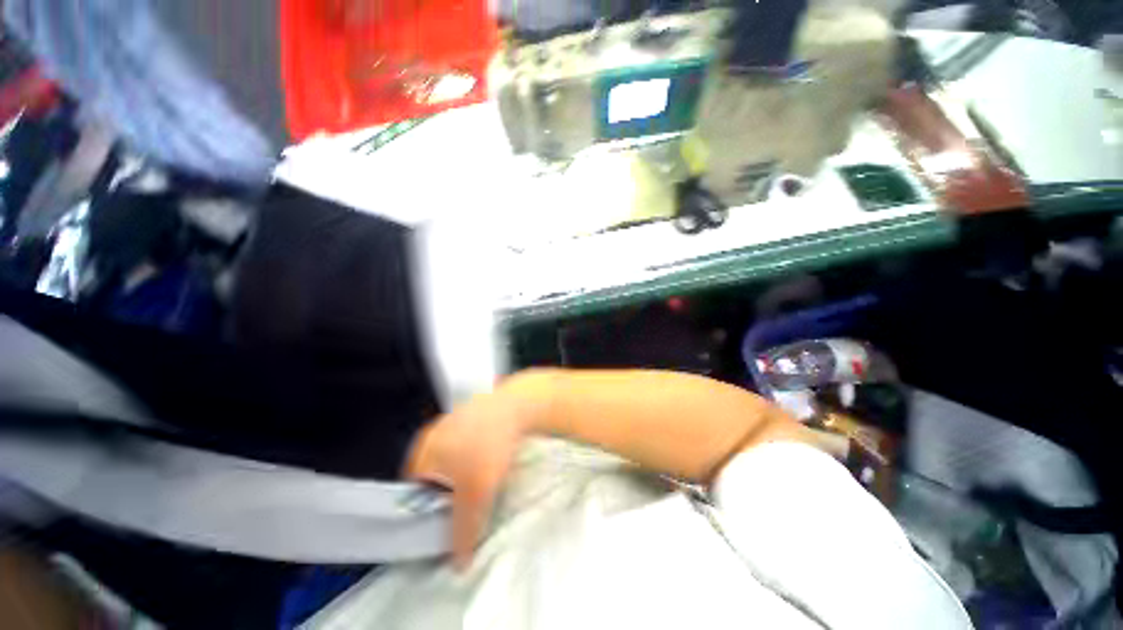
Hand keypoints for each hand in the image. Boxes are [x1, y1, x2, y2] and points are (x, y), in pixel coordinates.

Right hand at [404, 387, 535, 568]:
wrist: (517, 405)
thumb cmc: (489, 446)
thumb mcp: (476, 494)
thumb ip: (463, 531)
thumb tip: (458, 564)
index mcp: (422, 452)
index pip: (413, 494)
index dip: (431, 511)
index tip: (451, 519)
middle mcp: (432, 434)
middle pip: (434, 477)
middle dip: (450, 493)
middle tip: (470, 501)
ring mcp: (452, 420)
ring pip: (453, 459)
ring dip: (466, 472)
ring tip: (485, 478)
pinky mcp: (472, 414)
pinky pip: (468, 442)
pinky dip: (477, 453)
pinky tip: (493, 456)